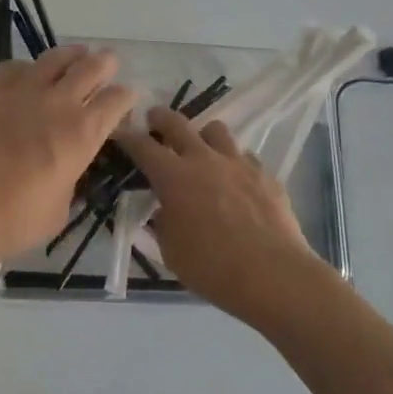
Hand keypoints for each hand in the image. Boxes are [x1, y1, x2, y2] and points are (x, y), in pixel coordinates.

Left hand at [0, 47, 137, 277]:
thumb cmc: (13, 220)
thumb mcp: (60, 209)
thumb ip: (71, 178)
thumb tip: (69, 166)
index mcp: (82, 134)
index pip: (116, 100)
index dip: (127, 97)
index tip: (127, 99)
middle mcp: (57, 103)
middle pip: (91, 67)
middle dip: (106, 63)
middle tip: (109, 64)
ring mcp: (22, 91)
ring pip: (55, 57)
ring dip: (72, 55)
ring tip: (77, 55)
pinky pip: (16, 66)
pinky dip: (30, 67)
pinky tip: (29, 76)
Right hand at [114, 107, 334, 330]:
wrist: (273, 275)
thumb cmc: (212, 267)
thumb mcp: (171, 250)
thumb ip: (164, 223)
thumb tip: (166, 210)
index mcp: (173, 177)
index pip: (142, 146)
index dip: (127, 136)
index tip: (119, 132)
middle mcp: (204, 159)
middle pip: (178, 123)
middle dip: (161, 118)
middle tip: (154, 119)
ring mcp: (238, 163)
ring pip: (216, 130)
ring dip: (203, 135)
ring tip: (201, 148)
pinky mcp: (266, 175)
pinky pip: (244, 157)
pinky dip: (233, 163)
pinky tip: (235, 181)